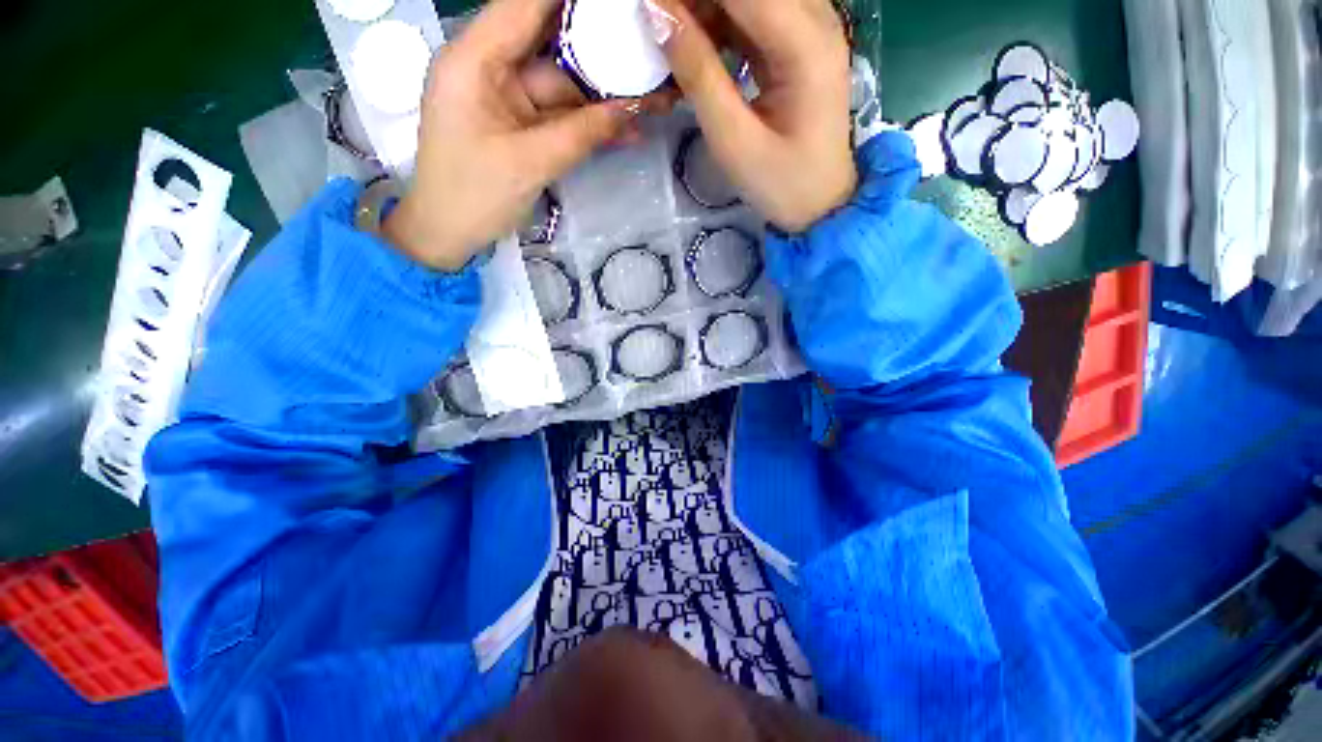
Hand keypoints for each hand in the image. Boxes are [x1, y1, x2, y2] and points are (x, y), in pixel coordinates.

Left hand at [385, 0, 664, 269]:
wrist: (450, 235)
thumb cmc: (474, 196)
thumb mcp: (530, 164)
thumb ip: (582, 134)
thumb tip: (634, 110)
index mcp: (474, 59)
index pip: (525, 6)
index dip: (571, 2)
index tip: (617, 6)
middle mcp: (491, 68)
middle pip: (551, 43)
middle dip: (600, 49)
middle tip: (644, 51)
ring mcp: (508, 98)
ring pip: (564, 84)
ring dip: (604, 95)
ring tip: (652, 98)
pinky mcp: (521, 125)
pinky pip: (562, 115)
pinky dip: (591, 123)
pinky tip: (627, 127)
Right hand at [645, 0, 855, 232]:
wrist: (821, 204)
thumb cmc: (781, 183)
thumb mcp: (733, 140)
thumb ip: (698, 74)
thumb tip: (657, 12)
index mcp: (806, 43)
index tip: (650, 7)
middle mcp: (816, 19)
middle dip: (698, 2)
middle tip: (661, 27)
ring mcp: (811, 29)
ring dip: (707, 11)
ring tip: (674, 42)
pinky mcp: (800, 44)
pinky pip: (755, 15)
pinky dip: (721, 25)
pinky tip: (697, 47)